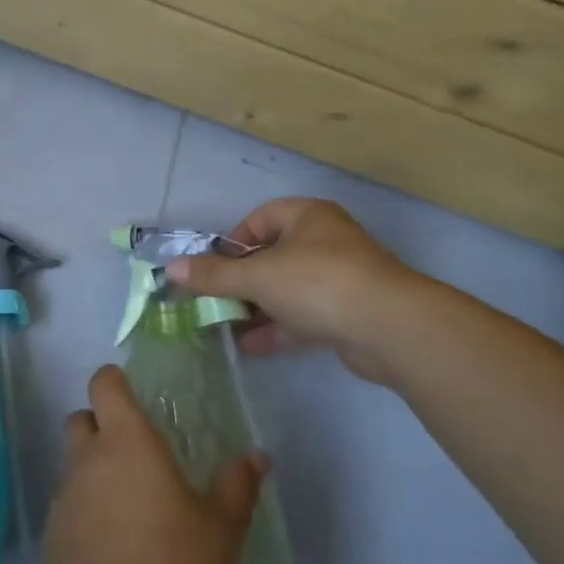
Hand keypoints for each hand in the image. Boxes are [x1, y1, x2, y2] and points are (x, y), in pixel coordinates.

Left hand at [39, 365, 265, 563]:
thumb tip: (255, 455)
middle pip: (81, 418)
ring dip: (94, 472)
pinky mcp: (51, 537)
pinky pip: (68, 507)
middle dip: (101, 425)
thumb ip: (236, 488)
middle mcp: (87, 459)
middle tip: (136, 453)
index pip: (104, 383)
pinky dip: (86, 513)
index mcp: (126, 441)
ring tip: (131, 508)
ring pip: (73, 464)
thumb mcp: (220, 533)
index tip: (136, 397)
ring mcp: (64, 497)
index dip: (116, 382)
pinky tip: (113, 548)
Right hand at [164, 197, 421, 382]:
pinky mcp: (348, 313)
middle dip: (241, 281)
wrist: (391, 328)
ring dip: (257, 308)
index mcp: (307, 217)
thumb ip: (214, 275)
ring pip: (287, 289)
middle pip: (271, 257)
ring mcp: (339, 279)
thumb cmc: (318, 283)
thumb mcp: (257, 276)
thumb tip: (172, 268)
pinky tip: (251, 346)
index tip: (214, 268)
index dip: (232, 242)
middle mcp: (325, 241)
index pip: (259, 219)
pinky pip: (304, 315)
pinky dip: (278, 328)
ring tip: (226, 328)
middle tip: (215, 301)